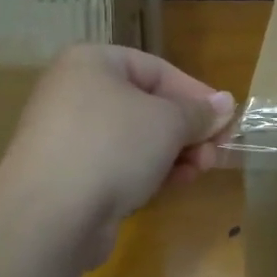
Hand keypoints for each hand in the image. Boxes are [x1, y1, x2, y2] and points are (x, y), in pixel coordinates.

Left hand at [0, 45, 235, 262]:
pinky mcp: (70, 175)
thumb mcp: (168, 121)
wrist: (50, 213)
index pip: (157, 69)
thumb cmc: (113, 146)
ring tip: (199, 171)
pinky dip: (149, 171)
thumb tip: (225, 103)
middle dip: (187, 130)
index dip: (196, 93)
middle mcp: (76, 93)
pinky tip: (173, 185)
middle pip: (148, 105)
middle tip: (215, 152)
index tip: (226, 120)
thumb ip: (199, 112)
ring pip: (136, 138)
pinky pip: (119, 164)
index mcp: (92, 63)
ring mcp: (70, 136)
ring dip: (175, 153)